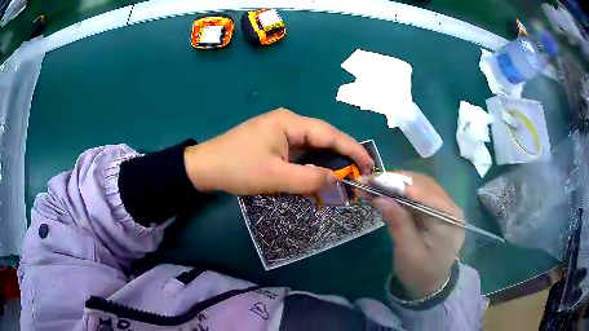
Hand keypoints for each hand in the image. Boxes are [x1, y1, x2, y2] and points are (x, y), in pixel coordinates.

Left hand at [184, 108, 373, 194]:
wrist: (204, 167)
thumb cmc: (238, 168)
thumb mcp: (275, 176)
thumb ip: (309, 178)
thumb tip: (338, 180)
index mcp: (289, 122)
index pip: (329, 133)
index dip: (352, 149)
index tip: (369, 164)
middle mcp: (288, 122)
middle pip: (322, 138)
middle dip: (342, 156)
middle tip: (360, 174)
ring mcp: (280, 132)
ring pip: (311, 146)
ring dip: (326, 162)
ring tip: (345, 177)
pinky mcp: (273, 143)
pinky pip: (299, 152)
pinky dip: (311, 165)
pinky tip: (319, 176)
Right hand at [372, 172, 464, 298]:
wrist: (430, 286)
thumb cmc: (420, 273)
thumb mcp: (408, 252)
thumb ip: (398, 223)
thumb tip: (380, 198)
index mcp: (450, 217)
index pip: (425, 191)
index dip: (399, 184)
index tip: (374, 180)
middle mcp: (451, 207)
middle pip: (423, 184)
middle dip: (396, 181)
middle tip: (370, 181)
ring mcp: (444, 207)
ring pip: (419, 186)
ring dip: (397, 184)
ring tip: (374, 185)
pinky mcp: (435, 210)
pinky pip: (418, 195)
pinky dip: (400, 193)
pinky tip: (386, 193)